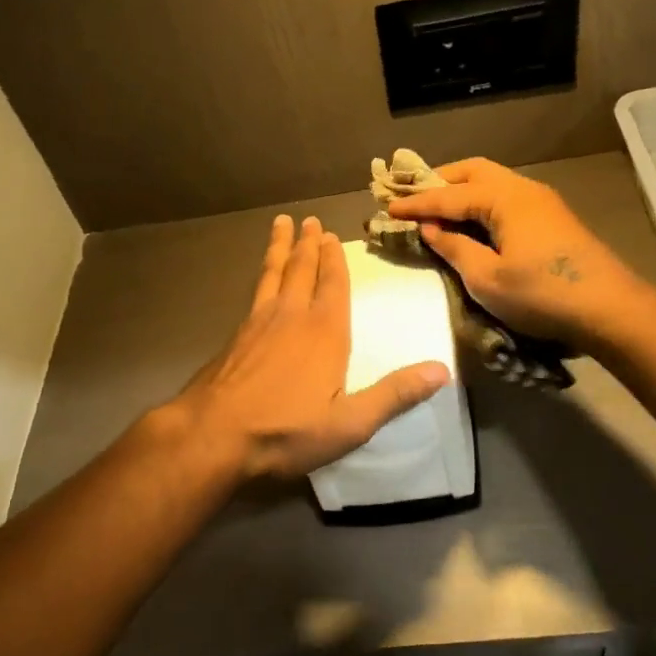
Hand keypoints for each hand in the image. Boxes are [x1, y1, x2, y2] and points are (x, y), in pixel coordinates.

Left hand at [166, 214, 449, 479]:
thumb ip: (394, 395)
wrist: (213, 435)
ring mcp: (257, 324)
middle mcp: (291, 317)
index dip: (335, 260)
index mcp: (325, 333)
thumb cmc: (286, 431)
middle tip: (309, 220)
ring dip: (280, 250)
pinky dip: (261, 277)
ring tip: (281, 226)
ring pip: (272, 275)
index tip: (333, 235)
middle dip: (308, 245)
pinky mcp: (235, 338)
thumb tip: (442, 370)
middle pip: (301, 271)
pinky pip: (254, 293)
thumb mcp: (350, 423)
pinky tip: (259, 282)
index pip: (333, 286)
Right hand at [387, 158, 642, 349]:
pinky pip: (506, 198)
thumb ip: (454, 248)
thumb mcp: (487, 278)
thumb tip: (431, 229)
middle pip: (473, 172)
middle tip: (413, 197)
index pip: (448, 195)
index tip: (386, 207)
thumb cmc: (542, 294)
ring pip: (492, 183)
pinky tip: (472, 223)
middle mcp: (523, 189)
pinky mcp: (552, 219)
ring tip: (438, 209)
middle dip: (440, 182)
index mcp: (503, 198)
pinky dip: (481, 204)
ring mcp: (542, 202)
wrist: (609, 309)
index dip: (416, 203)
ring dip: (462, 191)